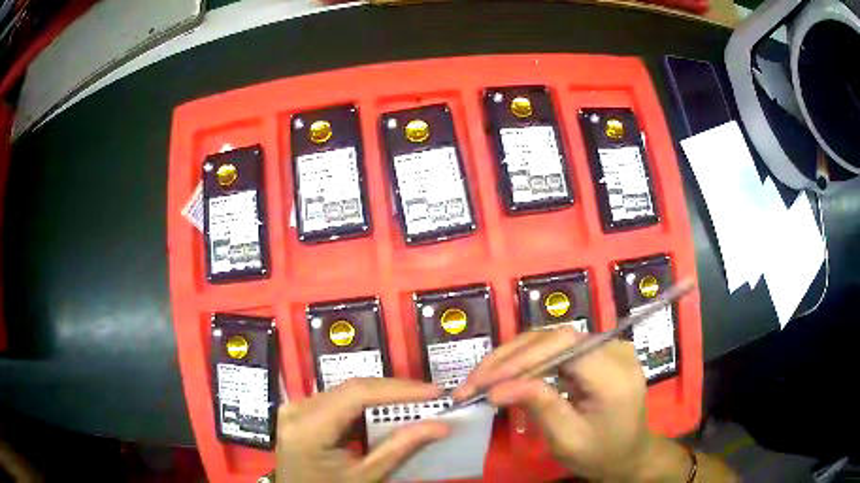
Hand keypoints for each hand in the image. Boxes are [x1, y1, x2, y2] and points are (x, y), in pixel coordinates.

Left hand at [276, 378, 449, 482]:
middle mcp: (297, 408)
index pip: (356, 394)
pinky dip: (366, 404)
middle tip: (431, 396)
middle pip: (351, 388)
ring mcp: (296, 407)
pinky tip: (388, 409)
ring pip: (346, 390)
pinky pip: (338, 399)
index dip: (397, 389)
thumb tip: (441, 426)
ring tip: (416, 400)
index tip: (434, 392)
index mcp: (308, 428)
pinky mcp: (301, 410)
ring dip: (382, 395)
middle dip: (394, 391)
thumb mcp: (365, 476)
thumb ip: (400, 448)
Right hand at [453, 328, 655, 480]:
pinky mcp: (596, 352)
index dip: (521, 360)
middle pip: (554, 338)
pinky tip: (504, 375)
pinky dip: (526, 361)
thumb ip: (540, 406)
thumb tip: (497, 389)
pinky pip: (556, 349)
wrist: (628, 453)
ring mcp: (606, 347)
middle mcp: (614, 349)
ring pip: (551, 339)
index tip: (486, 384)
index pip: (564, 348)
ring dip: (512, 358)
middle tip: (473, 382)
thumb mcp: (568, 439)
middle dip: (509, 359)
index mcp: (615, 374)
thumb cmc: (601, 453)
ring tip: (480, 379)